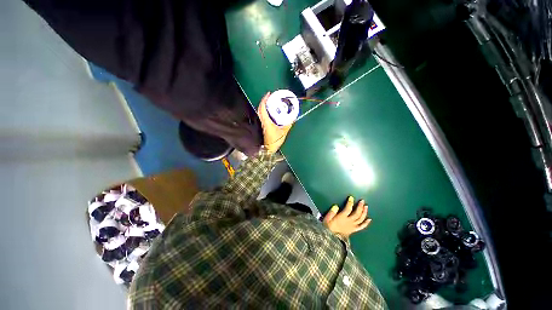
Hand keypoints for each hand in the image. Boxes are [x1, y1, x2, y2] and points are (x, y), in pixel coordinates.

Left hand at [257, 92, 292, 153]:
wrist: (269, 149)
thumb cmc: (275, 141)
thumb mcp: (284, 132)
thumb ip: (288, 124)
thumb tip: (293, 117)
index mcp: (267, 122)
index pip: (262, 109)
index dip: (264, 100)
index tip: (269, 94)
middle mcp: (263, 121)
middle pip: (260, 109)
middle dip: (264, 101)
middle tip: (271, 96)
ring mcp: (262, 124)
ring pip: (261, 112)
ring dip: (264, 105)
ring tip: (271, 102)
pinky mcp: (264, 126)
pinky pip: (263, 115)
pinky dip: (265, 110)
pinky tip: (271, 110)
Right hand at [324, 196, 371, 238]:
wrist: (331, 240)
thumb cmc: (327, 228)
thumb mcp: (327, 219)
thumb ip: (331, 212)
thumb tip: (336, 206)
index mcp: (342, 217)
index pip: (348, 209)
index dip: (350, 203)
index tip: (351, 197)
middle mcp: (349, 221)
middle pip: (357, 213)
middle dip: (360, 206)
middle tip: (362, 201)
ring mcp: (352, 226)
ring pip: (360, 219)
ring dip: (364, 212)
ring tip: (366, 207)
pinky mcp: (354, 230)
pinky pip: (361, 226)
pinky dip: (366, 223)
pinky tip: (369, 219)